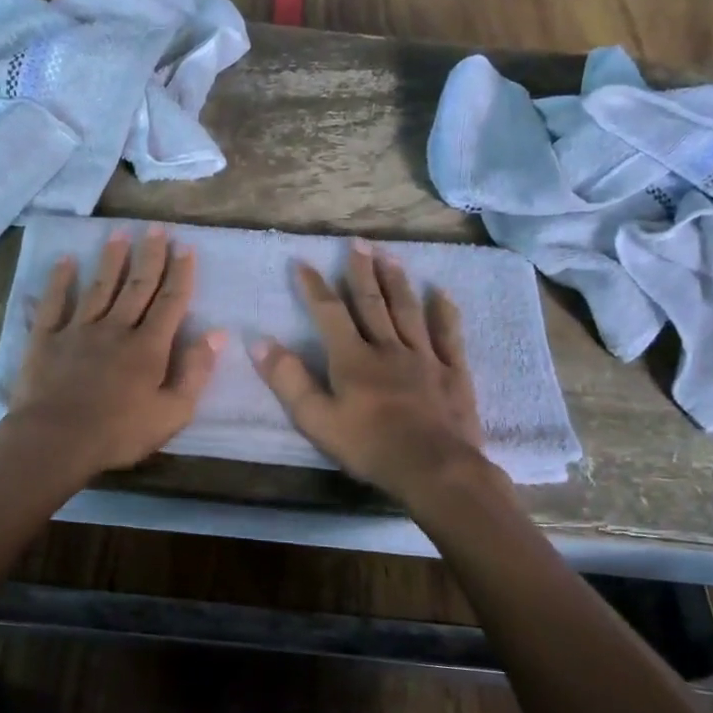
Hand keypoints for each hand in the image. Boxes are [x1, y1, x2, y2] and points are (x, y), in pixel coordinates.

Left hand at [5, 225, 224, 474]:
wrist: (56, 440)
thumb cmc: (119, 433)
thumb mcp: (172, 413)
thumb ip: (196, 372)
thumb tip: (217, 334)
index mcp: (148, 347)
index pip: (170, 303)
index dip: (180, 274)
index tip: (186, 248)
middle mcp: (115, 329)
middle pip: (137, 286)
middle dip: (150, 256)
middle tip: (157, 228)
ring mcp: (78, 330)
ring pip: (99, 287)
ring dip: (111, 259)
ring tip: (119, 233)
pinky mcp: (46, 339)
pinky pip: (54, 303)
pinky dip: (59, 281)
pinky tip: (65, 261)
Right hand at [252, 240, 489, 499]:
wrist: (434, 469)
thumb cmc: (369, 447)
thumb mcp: (316, 419)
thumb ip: (288, 380)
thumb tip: (259, 341)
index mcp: (353, 359)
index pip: (329, 313)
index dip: (314, 286)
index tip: (302, 262)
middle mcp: (388, 348)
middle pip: (372, 303)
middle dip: (360, 272)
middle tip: (356, 243)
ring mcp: (425, 357)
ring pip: (408, 311)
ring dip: (397, 282)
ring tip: (390, 256)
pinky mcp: (453, 373)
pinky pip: (449, 336)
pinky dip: (444, 313)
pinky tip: (441, 294)